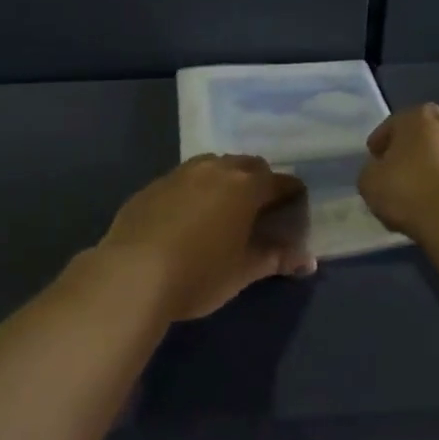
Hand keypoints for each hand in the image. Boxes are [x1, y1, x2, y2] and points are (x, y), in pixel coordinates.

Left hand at [96, 155, 315, 322]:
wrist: (131, 275)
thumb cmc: (199, 274)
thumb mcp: (243, 272)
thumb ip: (275, 258)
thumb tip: (307, 259)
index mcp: (245, 186)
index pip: (280, 181)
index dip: (292, 194)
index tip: (295, 209)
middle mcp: (214, 169)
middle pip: (247, 164)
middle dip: (259, 181)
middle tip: (260, 210)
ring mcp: (180, 174)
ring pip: (213, 165)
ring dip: (225, 180)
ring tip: (223, 210)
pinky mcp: (152, 186)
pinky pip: (183, 179)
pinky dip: (194, 191)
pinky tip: (187, 218)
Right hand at [358, 104, 438, 239]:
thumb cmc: (409, 191)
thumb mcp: (369, 182)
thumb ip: (372, 170)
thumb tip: (381, 171)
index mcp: (419, 117)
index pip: (393, 125)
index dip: (381, 143)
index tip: (375, 161)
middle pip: (425, 136)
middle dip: (412, 152)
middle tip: (399, 175)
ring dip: (436, 169)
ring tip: (423, 195)